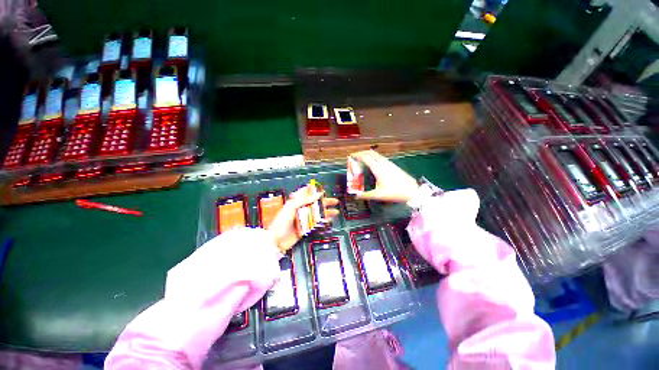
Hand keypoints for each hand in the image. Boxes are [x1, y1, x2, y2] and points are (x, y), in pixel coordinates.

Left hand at [267, 186, 338, 252]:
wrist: (276, 240)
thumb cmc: (280, 222)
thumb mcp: (292, 207)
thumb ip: (305, 200)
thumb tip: (317, 194)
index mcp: (296, 202)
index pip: (307, 194)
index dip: (315, 191)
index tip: (323, 189)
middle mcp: (300, 210)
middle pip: (315, 203)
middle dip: (325, 201)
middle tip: (334, 201)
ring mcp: (303, 219)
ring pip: (317, 213)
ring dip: (326, 211)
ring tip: (335, 211)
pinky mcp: (305, 227)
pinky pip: (316, 223)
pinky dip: (323, 221)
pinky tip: (328, 220)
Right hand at [350, 150, 419, 202]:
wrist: (412, 191)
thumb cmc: (394, 192)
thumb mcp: (378, 195)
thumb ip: (366, 195)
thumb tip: (356, 196)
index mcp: (378, 169)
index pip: (365, 157)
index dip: (357, 155)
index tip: (351, 155)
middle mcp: (383, 163)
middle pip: (370, 153)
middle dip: (362, 152)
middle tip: (355, 156)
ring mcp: (389, 163)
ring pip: (376, 154)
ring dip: (368, 154)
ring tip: (362, 159)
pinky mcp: (392, 165)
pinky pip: (380, 157)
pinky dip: (374, 157)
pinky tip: (373, 163)